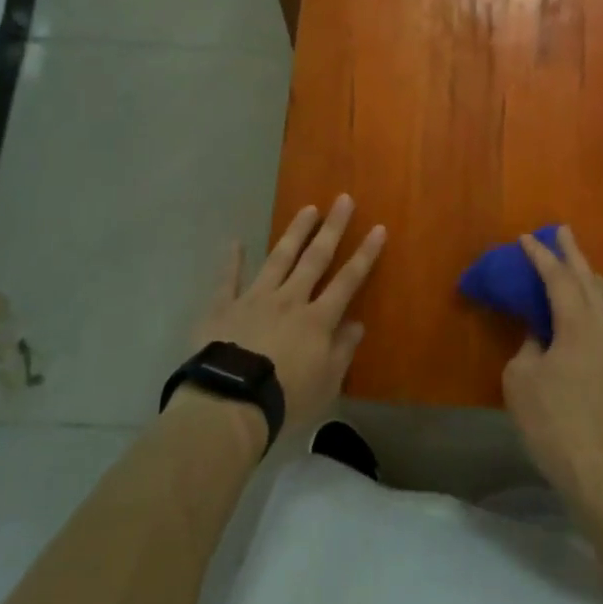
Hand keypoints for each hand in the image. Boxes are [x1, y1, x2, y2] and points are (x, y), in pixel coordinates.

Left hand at [188, 194, 385, 431]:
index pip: (348, 281)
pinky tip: (235, 241)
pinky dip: (232, 260)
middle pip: (315, 259)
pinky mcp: (224, 307)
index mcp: (317, 320)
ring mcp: (255, 299)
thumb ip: (342, 351)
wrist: (230, 404)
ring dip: (295, 233)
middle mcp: (290, 300)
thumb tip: (356, 324)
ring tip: (308, 208)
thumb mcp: (326, 384)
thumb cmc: (285, 400)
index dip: (365, 254)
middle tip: (343, 199)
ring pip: (279, 259)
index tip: (378, 228)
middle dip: (332, 228)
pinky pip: (228, 279)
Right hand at [501, 226, 602, 502]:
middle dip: (574, 254)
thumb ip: (529, 345)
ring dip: (598, 279)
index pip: (559, 279)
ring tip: (586, 273)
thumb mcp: (521, 378)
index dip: (541, 256)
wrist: (595, 467)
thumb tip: (540, 334)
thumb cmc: (550, 420)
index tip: (527, 238)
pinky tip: (599, 316)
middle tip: (563, 231)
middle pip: (590, 280)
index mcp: (578, 324)